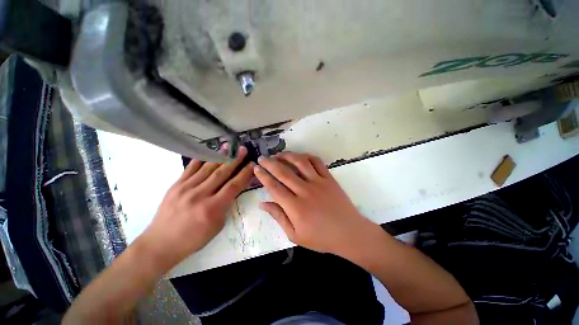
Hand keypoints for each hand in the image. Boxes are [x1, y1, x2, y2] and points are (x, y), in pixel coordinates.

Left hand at [142, 146, 254, 267]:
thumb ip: (225, 205)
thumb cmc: (193, 238)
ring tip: (228, 147)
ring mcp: (185, 188)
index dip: (244, 173)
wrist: (161, 243)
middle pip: (222, 173)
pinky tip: (208, 152)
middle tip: (242, 150)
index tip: (251, 164)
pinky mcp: (175, 185)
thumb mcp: (217, 225)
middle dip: (235, 160)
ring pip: (207, 168)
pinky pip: (190, 168)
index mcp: (212, 208)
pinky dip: (201, 159)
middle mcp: (200, 195)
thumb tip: (231, 189)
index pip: (233, 186)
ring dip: (220, 156)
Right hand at [254, 152, 375, 255]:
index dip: (263, 176)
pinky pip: (317, 162)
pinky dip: (307, 156)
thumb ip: (278, 217)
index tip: (256, 168)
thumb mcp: (295, 235)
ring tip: (279, 155)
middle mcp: (305, 191)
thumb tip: (263, 204)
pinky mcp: (329, 179)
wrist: (349, 233)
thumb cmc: (321, 238)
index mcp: (295, 207)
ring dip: (287, 156)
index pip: (274, 187)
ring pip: (300, 163)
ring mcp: (319, 182)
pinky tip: (300, 157)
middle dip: (270, 163)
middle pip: (284, 172)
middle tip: (262, 158)